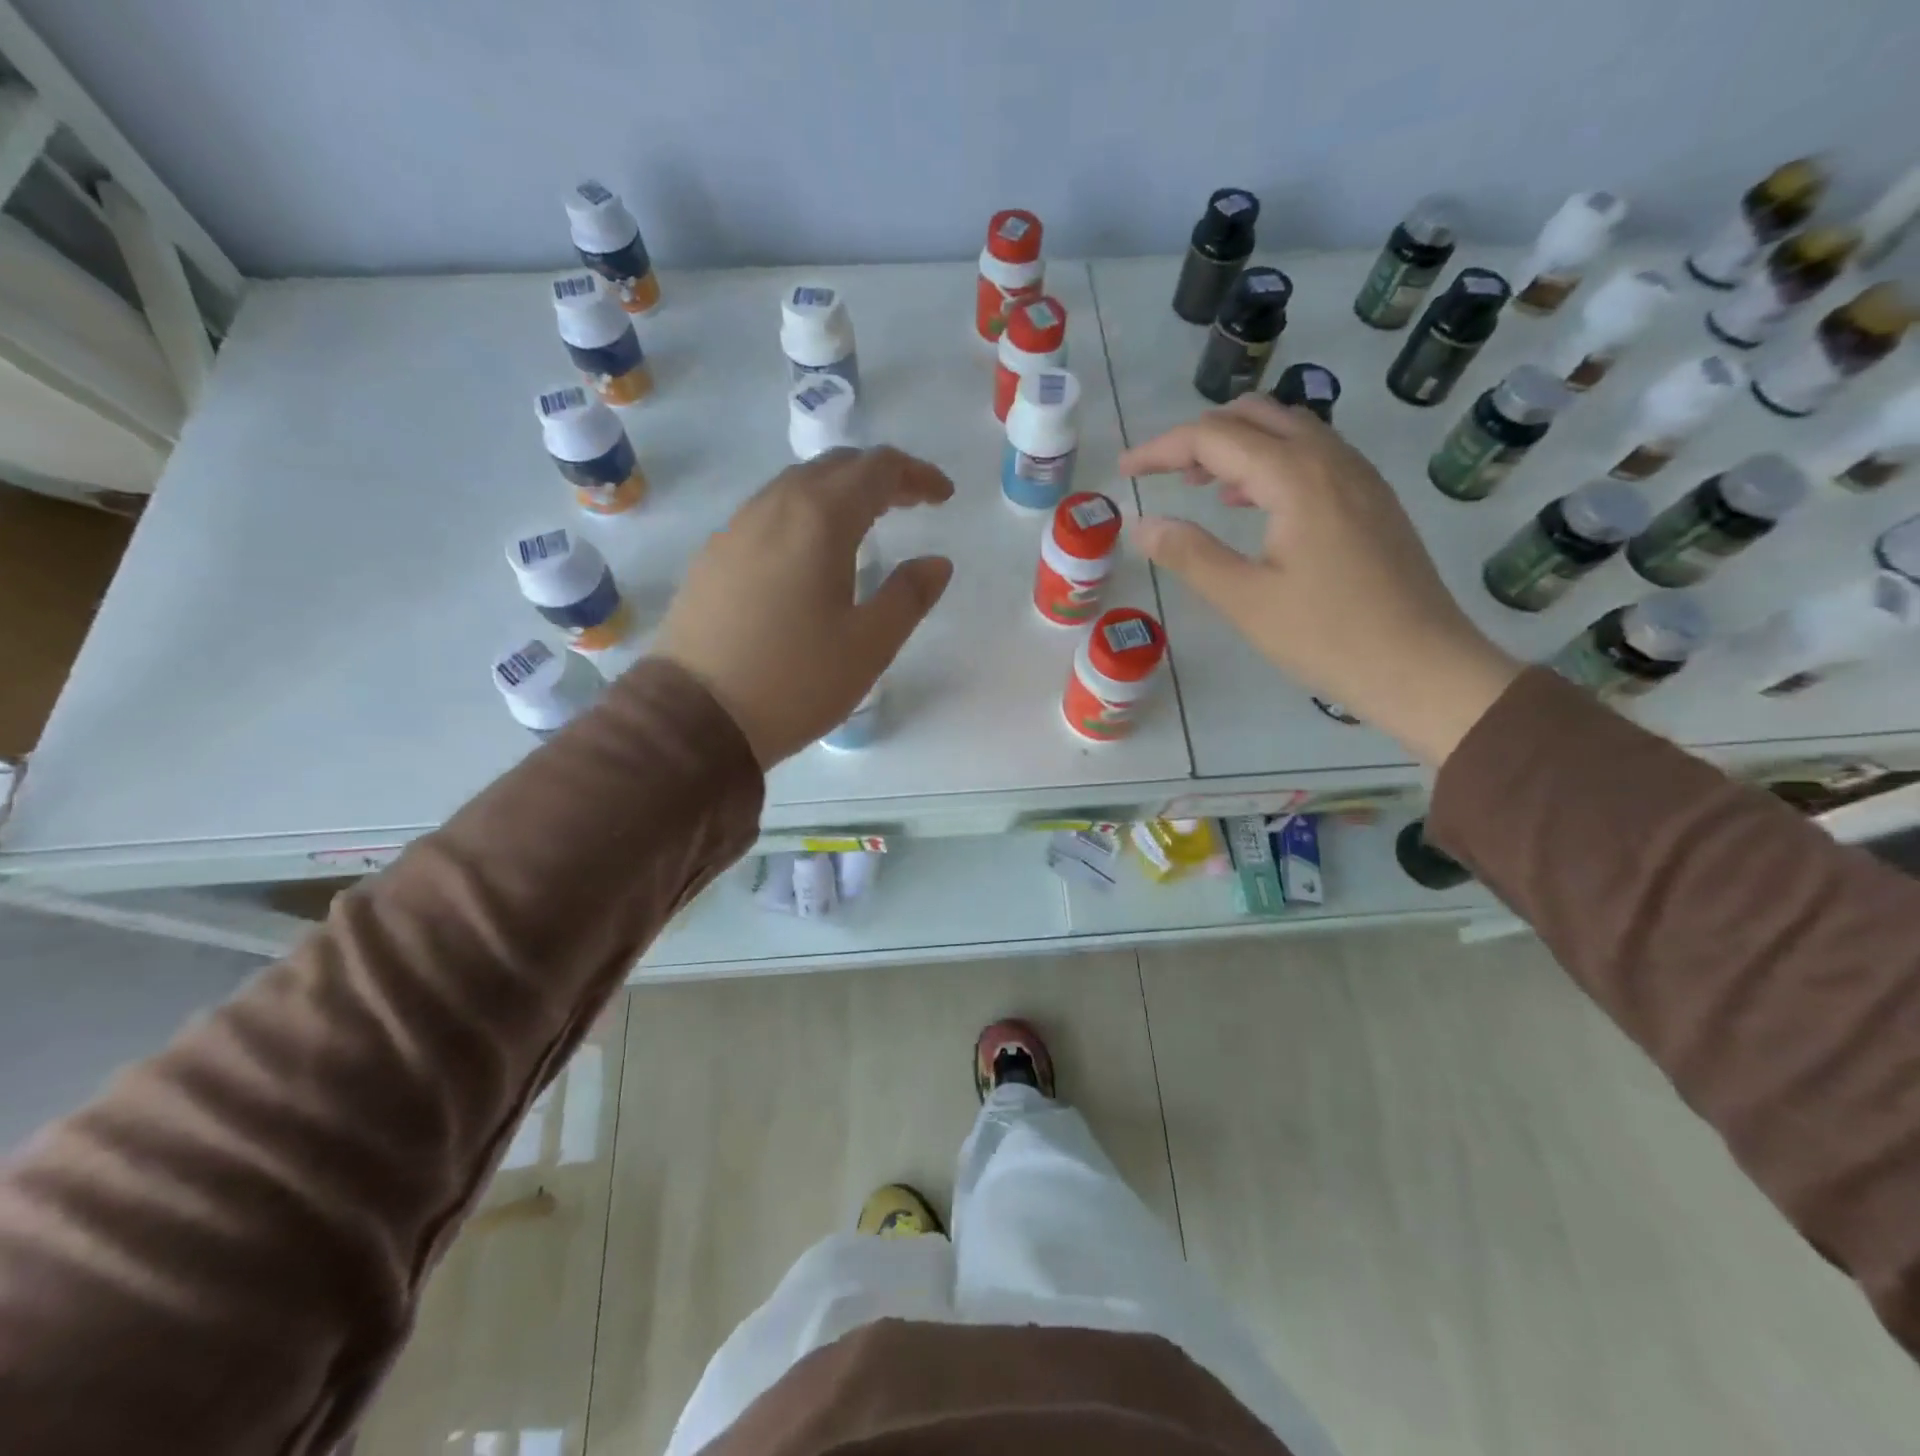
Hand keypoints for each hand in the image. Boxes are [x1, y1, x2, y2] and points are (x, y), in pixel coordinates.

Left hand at [655, 447, 953, 766]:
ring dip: (838, 492)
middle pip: (834, 467)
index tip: (943, 496)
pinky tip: (808, 552)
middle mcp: (773, 508)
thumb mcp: (869, 645)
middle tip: (909, 504)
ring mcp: (735, 529)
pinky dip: (803, 514)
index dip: (916, 475)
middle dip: (878, 476)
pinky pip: (767, 513)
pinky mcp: (712, 557)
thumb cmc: (795, 680)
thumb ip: (909, 596)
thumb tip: (936, 563)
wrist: (696, 716)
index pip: (877, 470)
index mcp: (819, 520)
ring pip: (795, 486)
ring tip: (864, 523)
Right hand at [1120, 396, 1519, 764]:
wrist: (1423, 666)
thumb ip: (1191, 555)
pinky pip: (1312, 455)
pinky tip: (1250, 503)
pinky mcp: (1370, 498)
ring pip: (1287, 429)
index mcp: (1296, 478)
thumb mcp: (1246, 601)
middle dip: (1198, 435)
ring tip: (1199, 486)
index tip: (1125, 471)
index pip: (1214, 437)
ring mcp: (1358, 476)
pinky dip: (1269, 462)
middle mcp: (1330, 459)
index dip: (1162, 449)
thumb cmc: (1329, 637)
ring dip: (1236, 444)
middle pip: (1254, 415)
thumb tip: (1144, 524)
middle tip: (1160, 474)